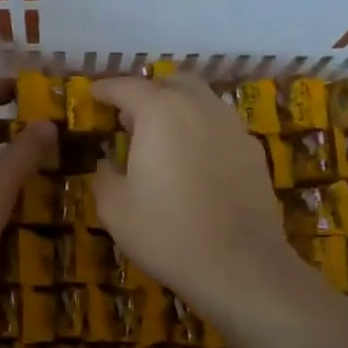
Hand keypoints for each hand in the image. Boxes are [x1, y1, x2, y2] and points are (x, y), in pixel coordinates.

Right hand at [91, 75, 296, 308]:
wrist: (239, 265)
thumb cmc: (166, 232)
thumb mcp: (114, 208)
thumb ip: (105, 175)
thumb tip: (108, 162)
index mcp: (159, 112)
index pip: (127, 87)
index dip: (106, 89)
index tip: (93, 95)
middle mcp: (199, 107)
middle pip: (171, 82)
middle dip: (149, 92)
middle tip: (130, 116)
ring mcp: (232, 126)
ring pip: (201, 101)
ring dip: (178, 109)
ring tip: (162, 138)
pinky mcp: (253, 151)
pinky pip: (220, 126)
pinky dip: (201, 131)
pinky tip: (194, 161)